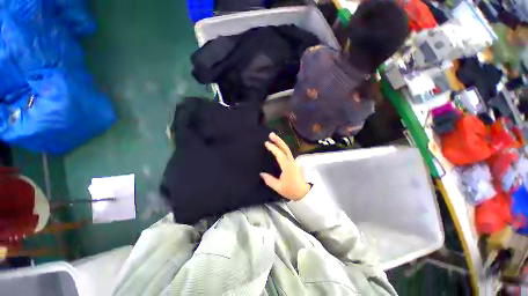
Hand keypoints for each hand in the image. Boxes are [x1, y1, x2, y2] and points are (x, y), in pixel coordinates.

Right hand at [261, 132, 310, 200]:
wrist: (304, 193)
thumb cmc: (291, 190)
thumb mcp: (279, 187)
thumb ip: (269, 180)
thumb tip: (261, 174)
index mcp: (287, 166)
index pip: (279, 154)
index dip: (273, 148)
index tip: (266, 143)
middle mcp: (291, 161)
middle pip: (285, 148)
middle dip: (278, 140)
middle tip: (271, 134)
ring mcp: (294, 161)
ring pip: (287, 149)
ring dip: (280, 142)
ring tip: (274, 138)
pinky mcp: (294, 163)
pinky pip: (288, 152)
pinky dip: (283, 147)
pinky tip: (279, 147)